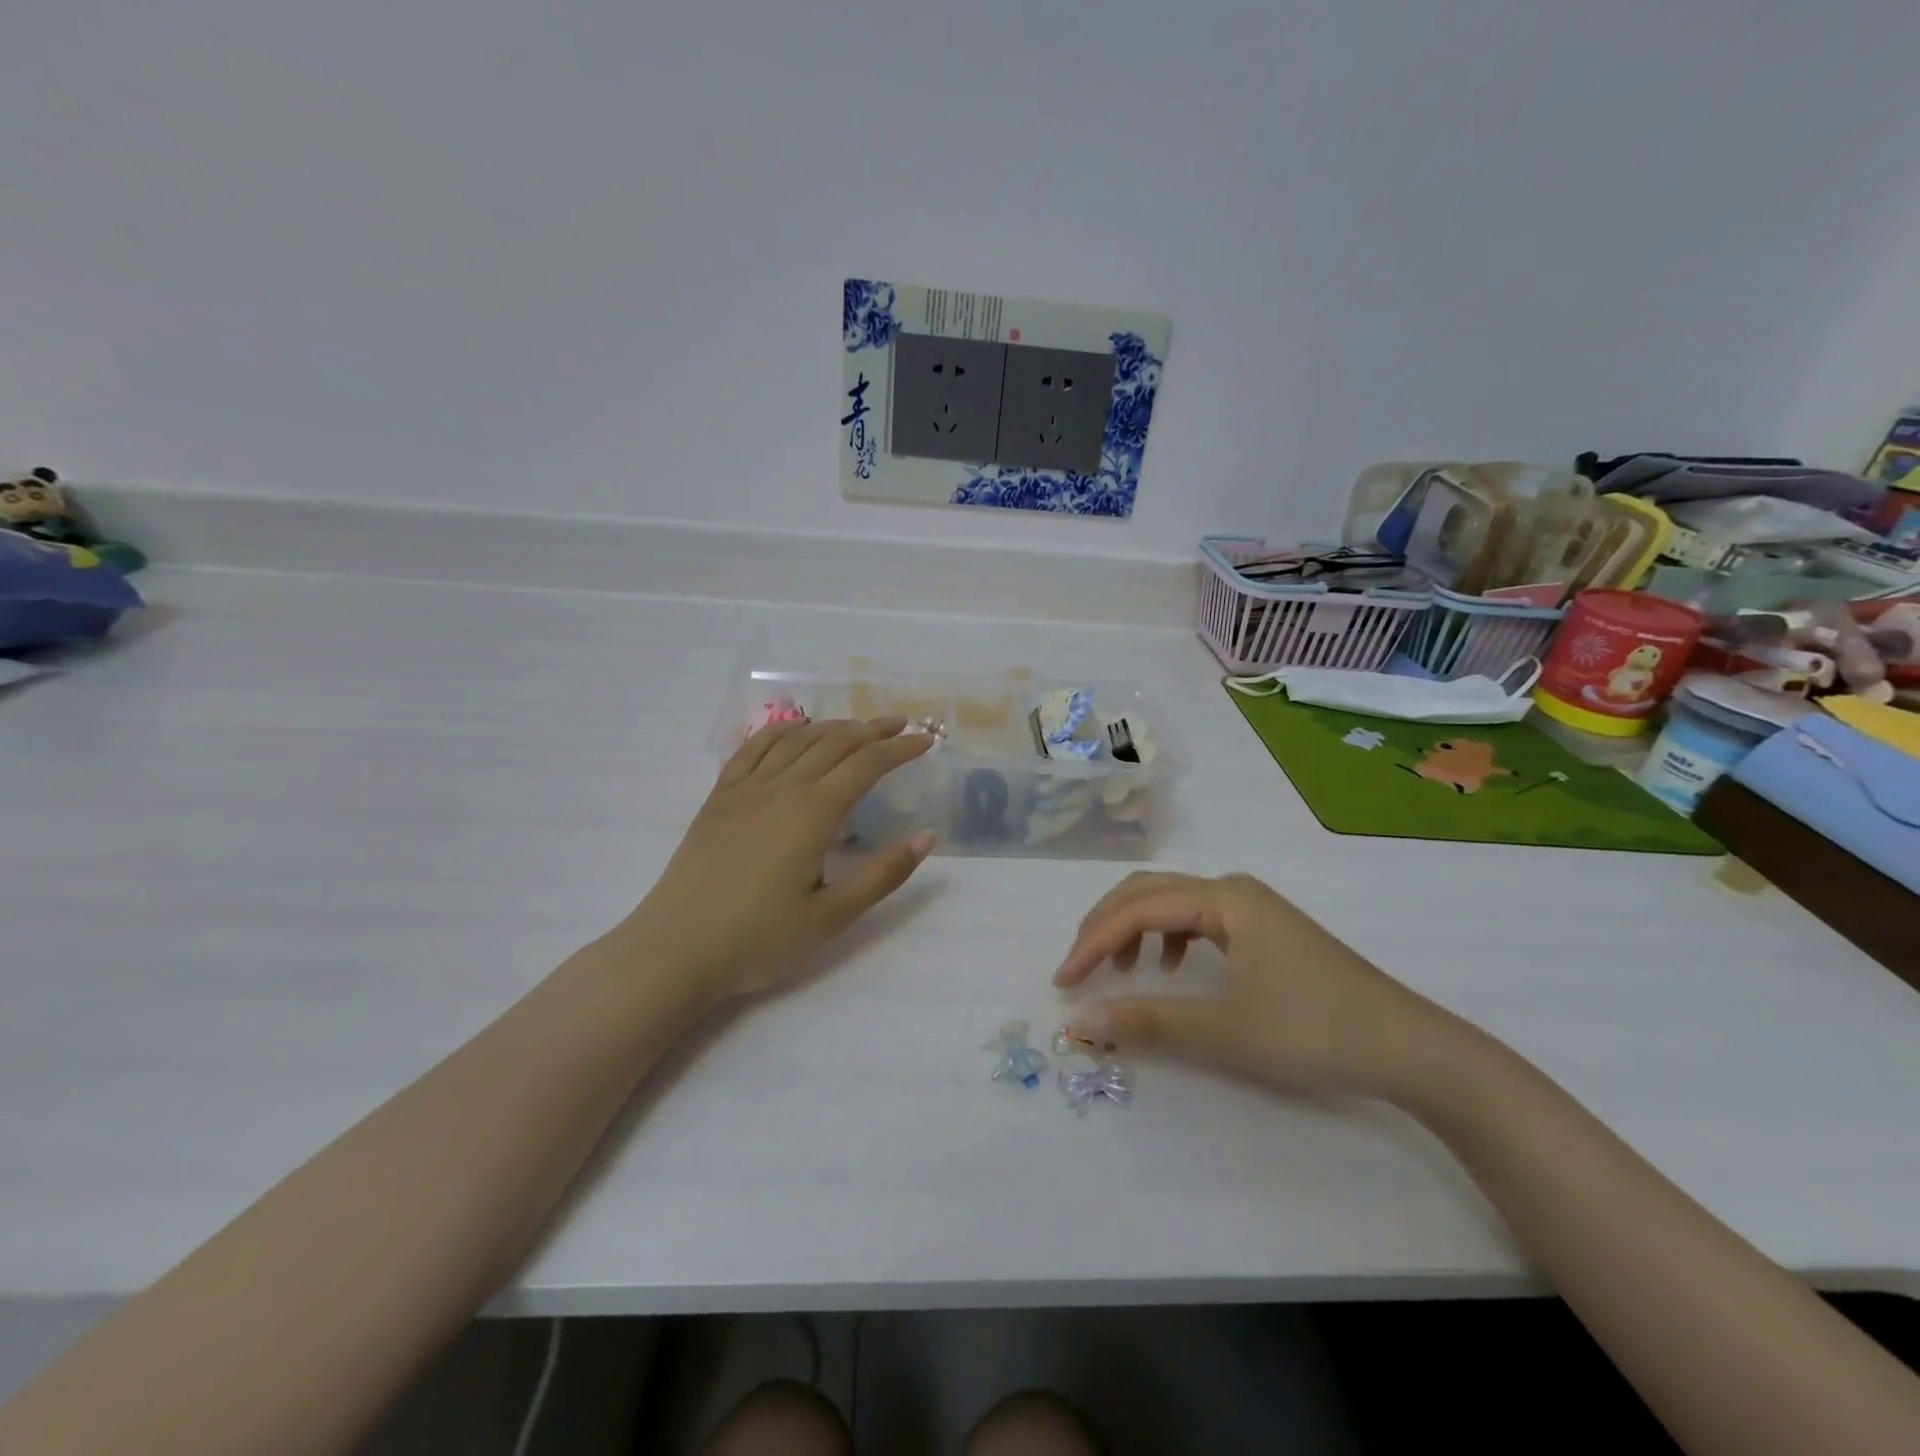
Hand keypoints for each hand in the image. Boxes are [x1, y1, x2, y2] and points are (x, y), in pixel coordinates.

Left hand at [616, 718, 935, 1005]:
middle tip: (901, 725)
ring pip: (796, 739)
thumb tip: (927, 836)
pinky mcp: (719, 798)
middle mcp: (781, 788)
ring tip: (858, 727)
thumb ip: (883, 874)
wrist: (675, 950)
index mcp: (812, 813)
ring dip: (832, 726)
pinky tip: (794, 731)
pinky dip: (781, 732)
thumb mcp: (832, 917)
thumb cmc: (759, 940)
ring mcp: (745, 789)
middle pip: (834, 742)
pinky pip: (753, 749)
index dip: (900, 749)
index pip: (866, 765)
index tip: (926, 740)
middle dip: (873, 729)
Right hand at [1053, 872, 1453, 1097]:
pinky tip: (1173, 969)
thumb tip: (1080, 1022)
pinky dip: (1169, 938)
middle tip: (1079, 968)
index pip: (1137, 908)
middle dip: (1106, 926)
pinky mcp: (1265, 930)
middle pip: (1149, 892)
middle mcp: (1233, 890)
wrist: (1409, 1048)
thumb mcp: (1223, 1030)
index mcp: (1222, 898)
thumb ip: (1147, 1021)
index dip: (1093, 943)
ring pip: (1173, 903)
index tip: (1064, 983)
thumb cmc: (1312, 1030)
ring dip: (1135, 929)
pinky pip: (1198, 920)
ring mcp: (1253, 908)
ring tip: (1120, 970)